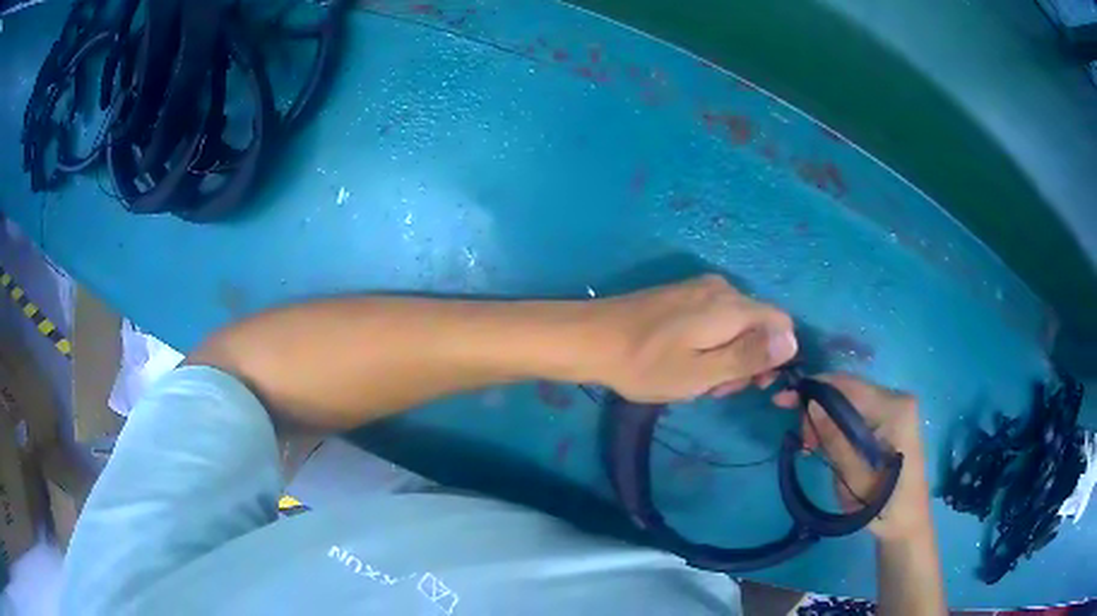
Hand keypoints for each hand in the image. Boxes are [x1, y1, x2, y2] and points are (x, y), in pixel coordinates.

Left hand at [589, 275, 797, 402]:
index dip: (776, 357)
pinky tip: (683, 360)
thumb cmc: (647, 364)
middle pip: (759, 325)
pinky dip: (710, 343)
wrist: (591, 338)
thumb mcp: (703, 372)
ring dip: (726, 355)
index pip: (782, 324)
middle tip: (713, 388)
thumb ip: (750, 356)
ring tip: (694, 379)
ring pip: (736, 324)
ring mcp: (699, 288)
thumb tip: (794, 340)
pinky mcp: (682, 294)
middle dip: (746, 360)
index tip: (750, 385)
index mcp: (733, 306)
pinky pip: (714, 318)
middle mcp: (722, 289)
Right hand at [774, 374, 932, 539]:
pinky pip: (857, 414)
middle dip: (818, 408)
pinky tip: (824, 443)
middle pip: (849, 391)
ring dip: (825, 419)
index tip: (781, 401)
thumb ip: (835, 438)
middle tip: (799, 438)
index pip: (848, 385)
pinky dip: (837, 426)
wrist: (906, 523)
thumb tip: (811, 404)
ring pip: (850, 402)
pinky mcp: (890, 421)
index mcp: (895, 408)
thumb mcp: (854, 477)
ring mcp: (895, 409)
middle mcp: (897, 399)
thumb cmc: (883, 505)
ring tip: (809, 446)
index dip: (813, 389)